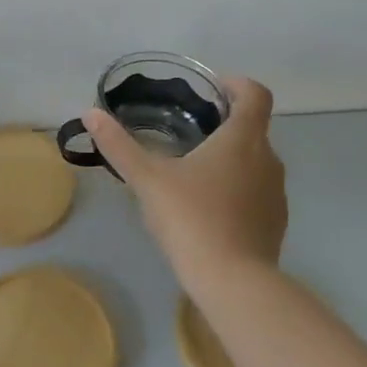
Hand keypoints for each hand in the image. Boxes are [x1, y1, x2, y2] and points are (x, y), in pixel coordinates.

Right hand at [84, 77, 286, 281]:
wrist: (233, 281)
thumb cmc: (191, 218)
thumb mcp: (147, 179)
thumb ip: (118, 145)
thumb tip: (91, 114)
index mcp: (242, 140)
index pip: (256, 94)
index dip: (238, 84)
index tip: (213, 88)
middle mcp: (268, 159)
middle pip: (254, 127)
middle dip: (226, 123)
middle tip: (190, 130)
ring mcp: (276, 193)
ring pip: (256, 161)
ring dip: (232, 157)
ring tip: (194, 170)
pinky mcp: (276, 222)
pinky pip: (258, 191)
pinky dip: (238, 187)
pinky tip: (208, 207)